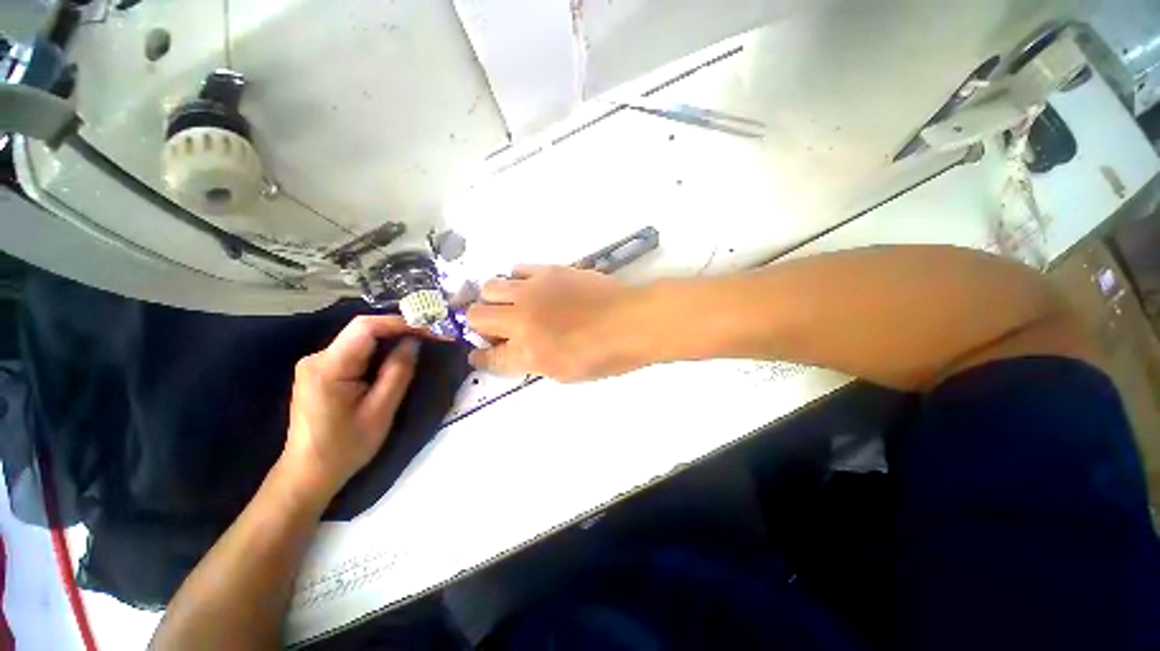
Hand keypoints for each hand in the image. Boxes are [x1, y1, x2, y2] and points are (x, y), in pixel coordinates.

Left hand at [280, 316, 429, 499]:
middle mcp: (317, 358)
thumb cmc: (345, 447)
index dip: (400, 322)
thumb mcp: (380, 411)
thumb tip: (414, 341)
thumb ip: (398, 372)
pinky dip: (378, 349)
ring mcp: (315, 363)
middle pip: (362, 330)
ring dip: (390, 338)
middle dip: (399, 328)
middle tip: (431, 334)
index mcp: (328, 367)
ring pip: (359, 338)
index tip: (430, 327)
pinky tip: (395, 357)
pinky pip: (354, 350)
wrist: (308, 473)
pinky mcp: (320, 371)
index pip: (366, 327)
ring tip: (420, 342)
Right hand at [466, 265, 642, 381]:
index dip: (481, 356)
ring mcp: (532, 291)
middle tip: (498, 328)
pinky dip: (517, 281)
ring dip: (495, 300)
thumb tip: (514, 351)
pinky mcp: (547, 270)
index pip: (487, 356)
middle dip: (479, 325)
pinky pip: (517, 270)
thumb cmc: (605, 355)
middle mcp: (521, 319)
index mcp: (527, 353)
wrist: (632, 320)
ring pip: (490, 287)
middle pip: (475, 315)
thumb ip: (532, 362)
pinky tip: (533, 289)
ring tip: (513, 305)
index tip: (482, 353)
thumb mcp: (564, 373)